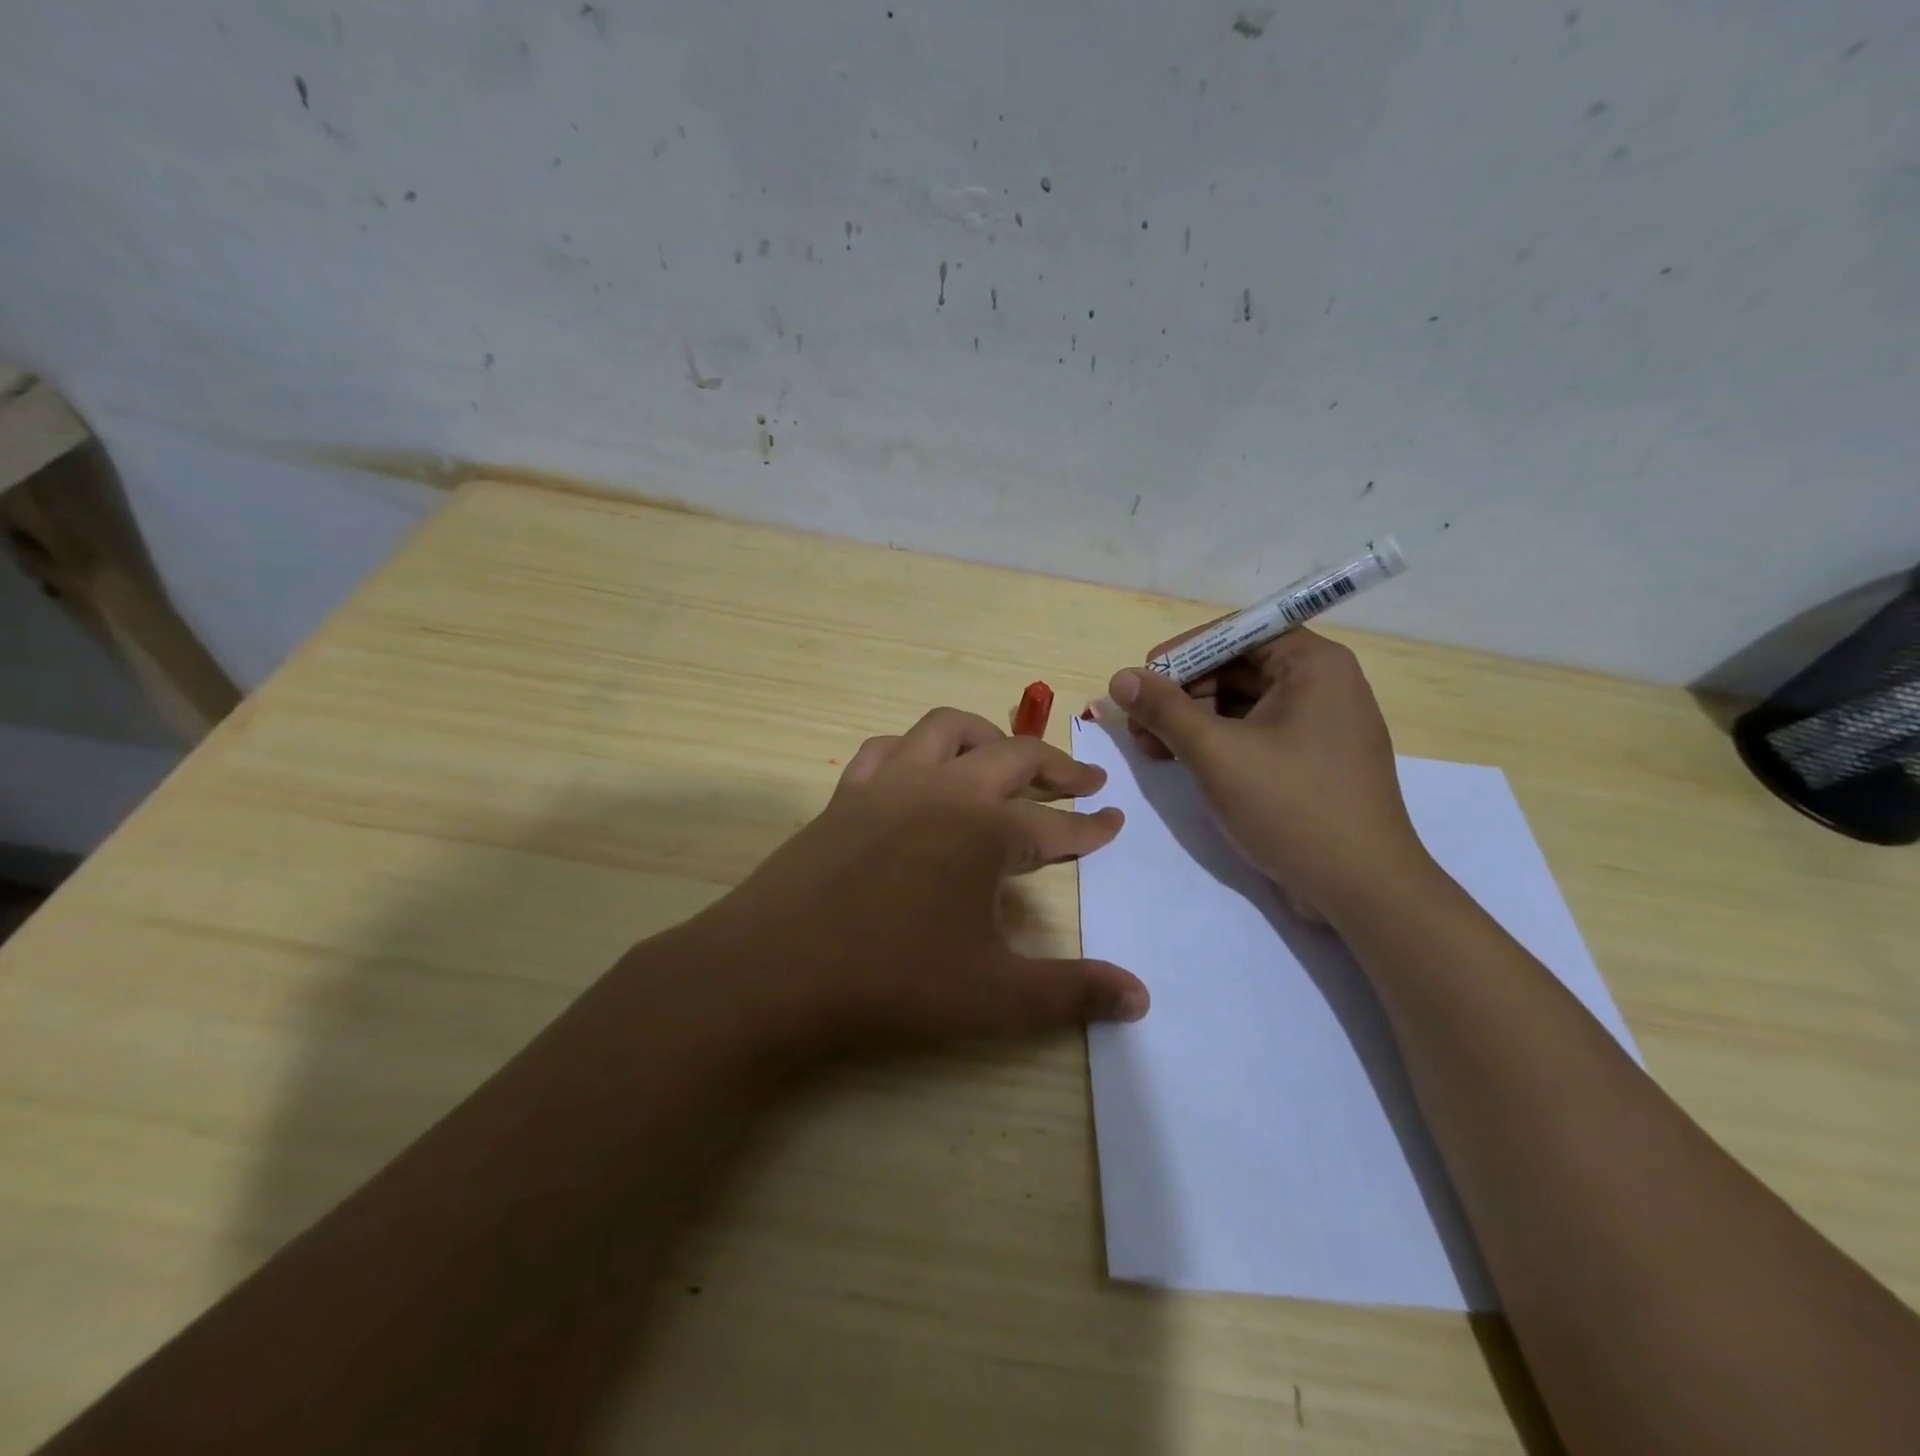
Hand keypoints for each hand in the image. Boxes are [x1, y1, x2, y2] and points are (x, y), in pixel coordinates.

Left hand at [695, 707, 1150, 1057]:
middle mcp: (944, 790)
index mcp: (986, 830)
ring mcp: (890, 784)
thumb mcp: (996, 996)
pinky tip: (920, 773)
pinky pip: (888, 749)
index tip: (1115, 821)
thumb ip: (1073, 992)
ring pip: (948, 729)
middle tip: (1084, 782)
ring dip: (987, 737)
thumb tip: (1142, 998)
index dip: (1092, 827)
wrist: (774, 970)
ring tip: (1005, 760)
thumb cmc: (892, 981)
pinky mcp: (847, 794)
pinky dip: (916, 750)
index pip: (1058, 825)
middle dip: (1057, 768)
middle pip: (1014, 757)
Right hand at [1106, 630, 1429, 925]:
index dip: (1182, 653)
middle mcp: (1321, 684)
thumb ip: (1164, 710)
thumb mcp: (1216, 753)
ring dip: (1191, 721)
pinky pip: (1255, 734)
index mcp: (1313, 664)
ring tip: (1150, 748)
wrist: (1361, 889)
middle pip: (1236, 667)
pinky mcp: (1310, 761)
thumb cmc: (1291, 807)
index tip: (1140, 680)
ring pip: (1241, 704)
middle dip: (1181, 693)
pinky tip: (1180, 762)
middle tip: (1137, 724)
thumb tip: (1120, 678)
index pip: (1236, 633)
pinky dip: (1216, 743)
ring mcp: (1318, 725)